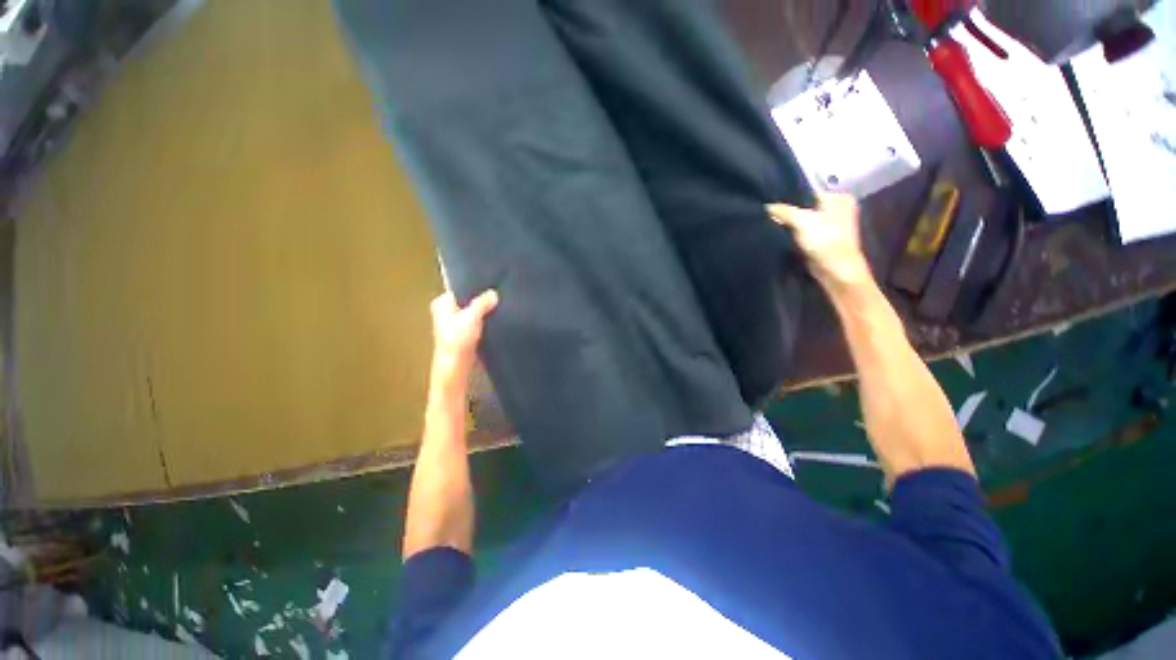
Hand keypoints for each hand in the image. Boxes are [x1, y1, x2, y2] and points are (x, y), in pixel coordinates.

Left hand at [429, 290, 498, 388]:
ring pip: (474, 312)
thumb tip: (492, 294)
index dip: (476, 289)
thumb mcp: (471, 316)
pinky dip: (483, 323)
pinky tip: (490, 324)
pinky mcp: (464, 333)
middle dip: (480, 302)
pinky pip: (477, 323)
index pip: (461, 289)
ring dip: (483, 314)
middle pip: (469, 301)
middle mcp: (446, 311)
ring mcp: (455, 323)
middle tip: (494, 301)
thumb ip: (482, 303)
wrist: (455, 364)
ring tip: (492, 313)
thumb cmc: (456, 340)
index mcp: (442, 303)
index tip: (490, 289)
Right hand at [767, 193, 871, 291]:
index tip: (770, 201)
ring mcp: (830, 225)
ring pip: (803, 220)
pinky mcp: (821, 240)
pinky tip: (780, 234)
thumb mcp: (802, 220)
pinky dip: (793, 234)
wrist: (836, 270)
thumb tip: (767, 207)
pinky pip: (803, 232)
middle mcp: (836, 208)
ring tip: (771, 222)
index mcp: (838, 198)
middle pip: (805, 206)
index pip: (808, 191)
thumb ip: (783, 211)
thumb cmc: (825, 240)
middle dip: (788, 210)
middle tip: (768, 213)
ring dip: (789, 223)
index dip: (789, 196)